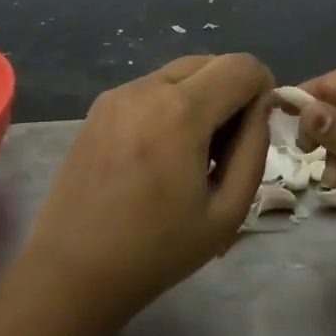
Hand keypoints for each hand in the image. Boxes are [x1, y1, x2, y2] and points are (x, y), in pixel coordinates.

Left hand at [13, 54, 274, 329]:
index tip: (259, 127)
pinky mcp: (98, 109)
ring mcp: (117, 95)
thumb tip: (262, 107)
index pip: (241, 65)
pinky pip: (150, 89)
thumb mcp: (227, 212)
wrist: (72, 273)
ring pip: (178, 74)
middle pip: (209, 62)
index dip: (263, 87)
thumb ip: (255, 149)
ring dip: (200, 97)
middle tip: (227, 145)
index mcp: (182, 111)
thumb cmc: (157, 251)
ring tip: (192, 153)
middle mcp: (147, 88)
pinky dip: (170, 105)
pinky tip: (159, 154)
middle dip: (231, 91)